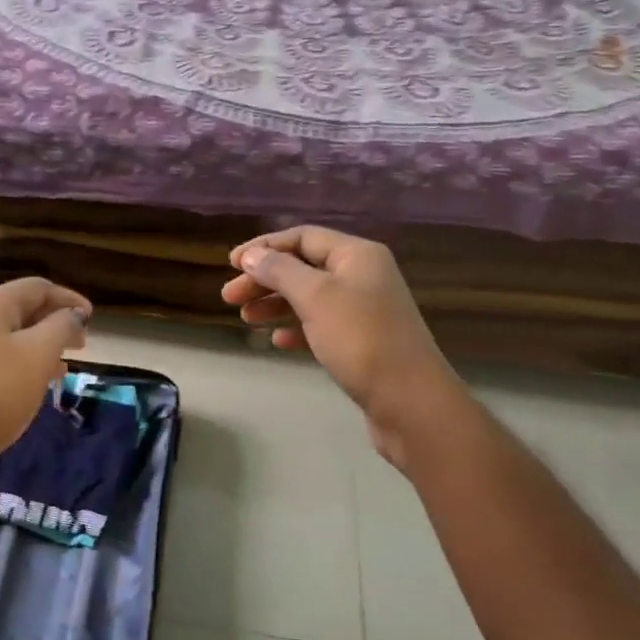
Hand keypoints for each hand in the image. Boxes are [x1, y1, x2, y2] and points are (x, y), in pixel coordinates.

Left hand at [0, 277, 91, 478]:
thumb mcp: (38, 356)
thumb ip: (61, 328)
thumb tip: (72, 314)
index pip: (38, 288)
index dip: (69, 300)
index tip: (92, 319)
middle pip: (19, 310)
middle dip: (53, 325)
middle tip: (79, 347)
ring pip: (3, 336)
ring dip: (35, 347)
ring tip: (59, 370)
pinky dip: (13, 363)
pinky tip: (24, 387)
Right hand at [222, 227, 459, 456]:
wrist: (410, 403)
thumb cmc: (361, 340)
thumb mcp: (316, 297)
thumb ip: (280, 271)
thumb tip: (251, 255)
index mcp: (357, 255)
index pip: (302, 237)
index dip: (264, 247)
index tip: (230, 264)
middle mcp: (363, 275)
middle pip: (303, 266)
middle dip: (265, 278)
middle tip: (229, 297)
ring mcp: (364, 310)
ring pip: (309, 297)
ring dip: (275, 303)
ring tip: (246, 319)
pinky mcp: (362, 341)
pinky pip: (320, 324)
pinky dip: (296, 328)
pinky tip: (277, 340)